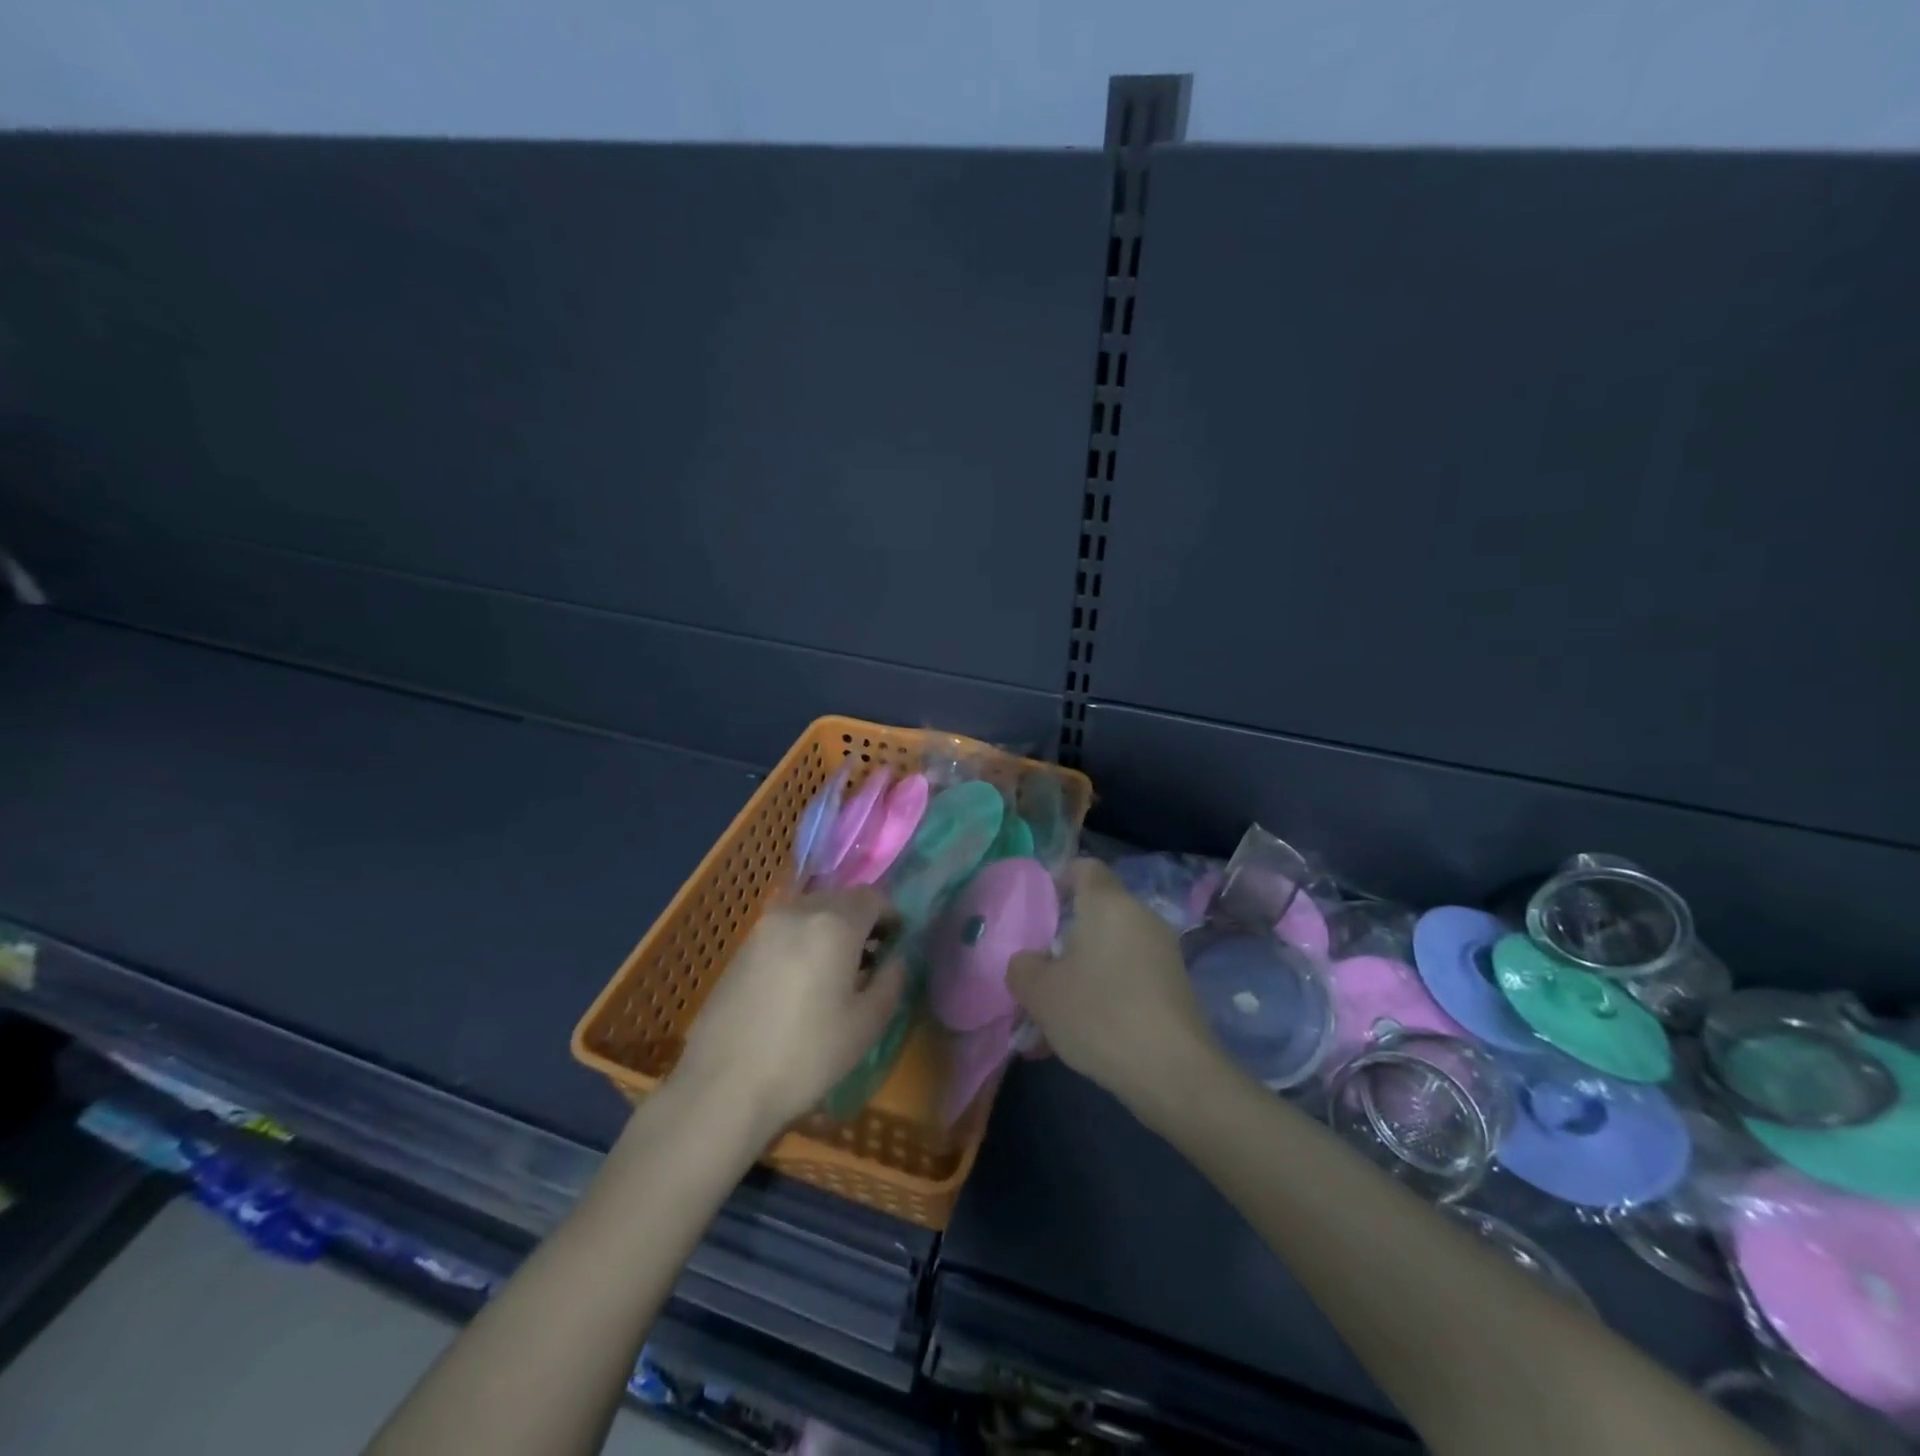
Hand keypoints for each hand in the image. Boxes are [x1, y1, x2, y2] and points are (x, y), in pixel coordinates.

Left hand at [674, 888, 904, 1134]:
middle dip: (860, 923)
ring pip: (810, 913)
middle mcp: (798, 912)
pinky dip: (802, 942)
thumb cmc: (806, 1055)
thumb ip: (891, 981)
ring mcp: (764, 928)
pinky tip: (800, 983)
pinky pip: (785, 930)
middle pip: (840, 900)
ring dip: (829, 931)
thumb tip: (895, 959)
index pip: (872, 897)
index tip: (895, 946)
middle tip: (869, 962)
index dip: (890, 917)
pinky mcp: (742, 948)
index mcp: (834, 923)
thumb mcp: (867, 1025)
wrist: (723, 1086)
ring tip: (833, 975)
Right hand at [1008, 859, 1221, 1120]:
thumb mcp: (1039, 991)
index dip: (1059, 879)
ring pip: (1111, 951)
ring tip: (1054, 1016)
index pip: (1085, 867)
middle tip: (1039, 971)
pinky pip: (1129, 978)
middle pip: (1097, 914)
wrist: (1173, 1072)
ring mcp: (1163, 952)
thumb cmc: (1099, 1014)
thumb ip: (1022, 967)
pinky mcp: (1175, 987)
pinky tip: (1084, 1035)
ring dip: (1082, 974)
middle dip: (1065, 939)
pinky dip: (1105, 995)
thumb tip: (1029, 962)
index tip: (1039, 909)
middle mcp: (1140, 917)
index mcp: (1108, 903)